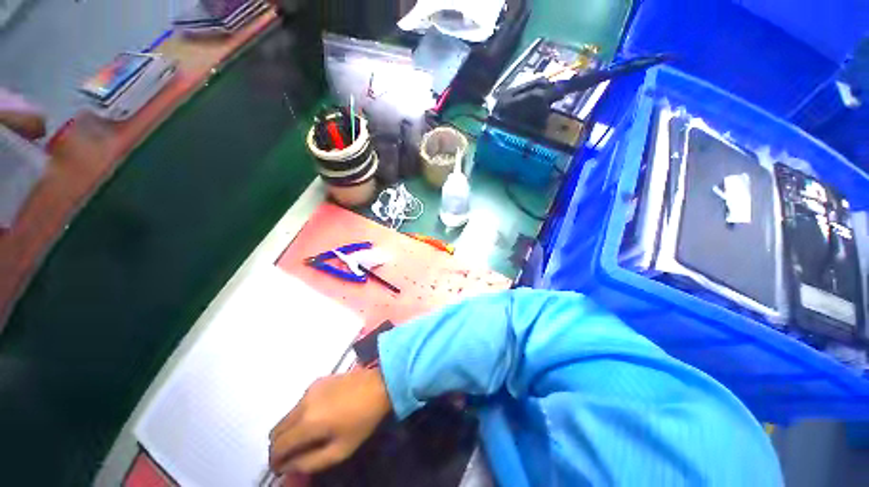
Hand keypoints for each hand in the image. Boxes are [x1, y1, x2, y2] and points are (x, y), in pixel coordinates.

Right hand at [269, 368, 391, 474]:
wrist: (380, 384)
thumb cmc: (363, 420)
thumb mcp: (340, 450)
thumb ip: (310, 463)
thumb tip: (287, 466)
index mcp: (308, 422)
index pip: (277, 446)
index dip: (275, 461)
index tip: (282, 469)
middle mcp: (304, 403)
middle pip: (277, 429)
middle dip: (280, 446)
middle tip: (293, 456)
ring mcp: (310, 389)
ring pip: (288, 415)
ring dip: (290, 430)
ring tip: (308, 438)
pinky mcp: (318, 380)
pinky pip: (300, 403)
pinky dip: (301, 415)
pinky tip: (318, 418)